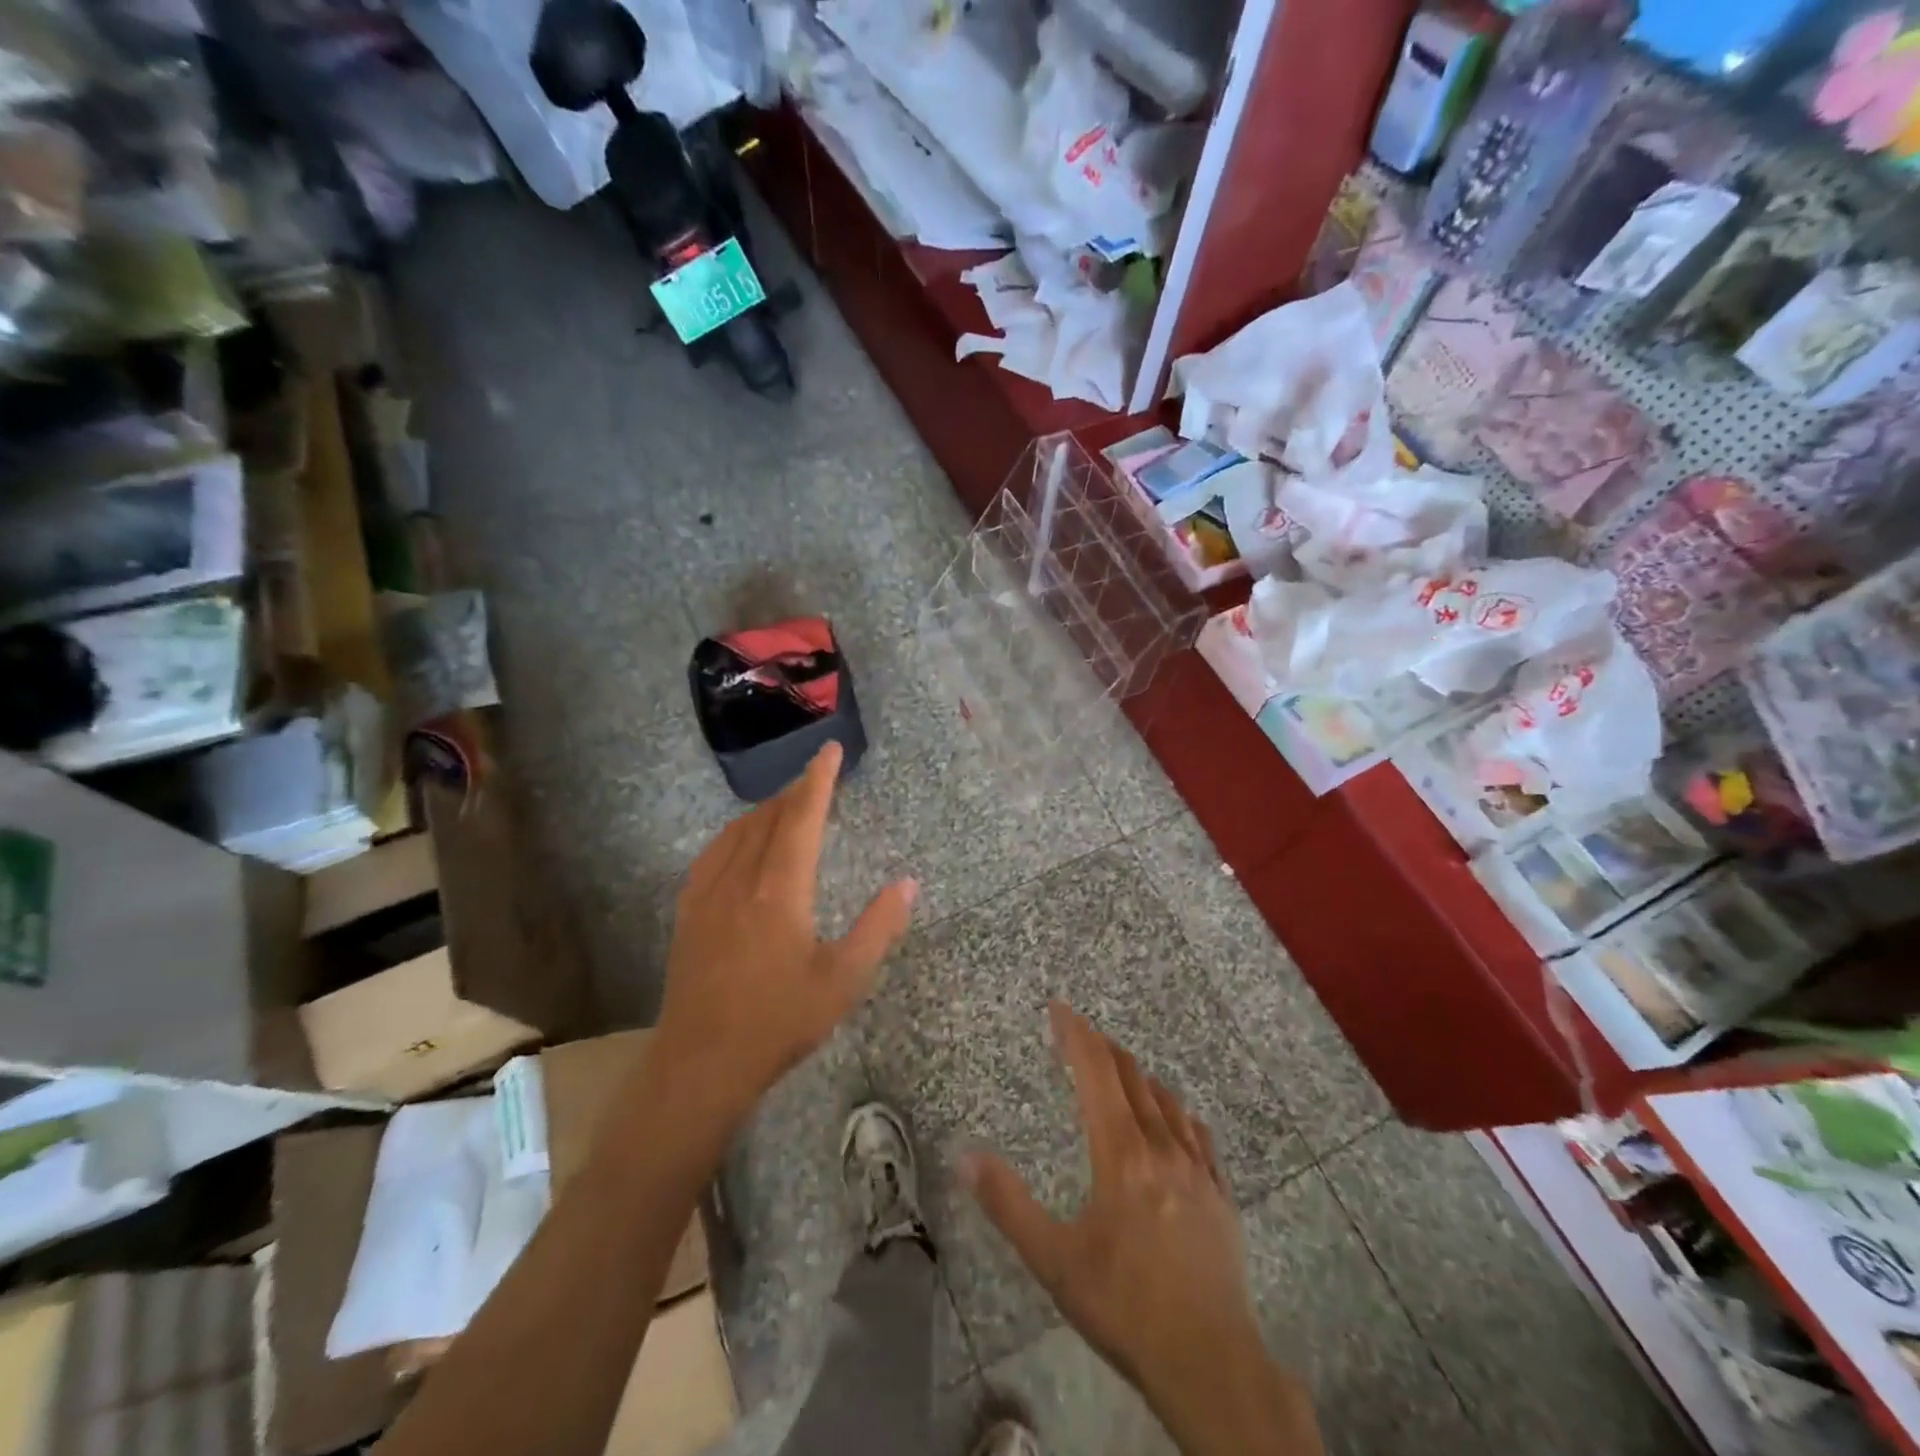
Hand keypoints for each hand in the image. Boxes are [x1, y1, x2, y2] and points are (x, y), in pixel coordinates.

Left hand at [653, 742, 915, 1126]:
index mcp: (781, 889)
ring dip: (765, 810)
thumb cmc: (779, 1021)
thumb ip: (878, 927)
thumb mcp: (844, 979)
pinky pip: (712, 854)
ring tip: (786, 804)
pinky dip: (734, 834)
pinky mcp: (689, 913)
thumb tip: (908, 883)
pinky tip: (739, 842)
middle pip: (768, 818)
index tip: (830, 750)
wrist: (701, 1063)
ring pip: (737, 832)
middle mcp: (741, 879)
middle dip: (795, 791)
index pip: (802, 818)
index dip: (818, 780)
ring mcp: (708, 894)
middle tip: (817, 777)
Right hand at [964, 1003, 1318, 1455]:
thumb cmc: (1124, 1306)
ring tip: (1122, 1068)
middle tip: (1082, 1033)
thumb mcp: (1054, 1260)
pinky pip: (1199, 1135)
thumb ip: (1007, 1203)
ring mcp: (1198, 1170)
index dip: (1076, 1035)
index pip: (1096, 1073)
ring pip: (1167, 1101)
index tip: (1060, 1008)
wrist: (1210, 1363)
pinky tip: (1178, 1118)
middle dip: (1104, 1048)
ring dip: (1139, 1076)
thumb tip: (964, 1154)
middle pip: (1131, 1077)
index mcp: (1120, 1153)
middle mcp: (1161, 1147)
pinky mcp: (1221, 1195)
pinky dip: (1179, 1113)